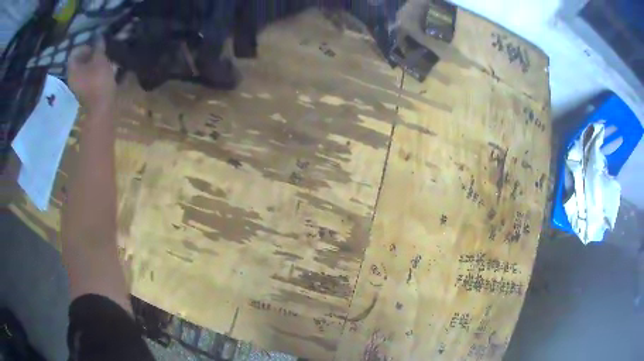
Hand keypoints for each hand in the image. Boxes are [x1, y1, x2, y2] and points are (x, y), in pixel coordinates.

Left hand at [67, 42, 115, 114]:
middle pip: (79, 61)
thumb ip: (98, 46)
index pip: (74, 52)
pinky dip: (94, 72)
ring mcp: (78, 87)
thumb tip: (98, 35)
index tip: (95, 45)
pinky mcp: (85, 93)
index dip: (85, 46)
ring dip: (93, 63)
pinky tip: (103, 70)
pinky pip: (88, 77)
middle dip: (90, 54)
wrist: (102, 107)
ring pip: (84, 69)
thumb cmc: (98, 80)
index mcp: (72, 70)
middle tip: (101, 50)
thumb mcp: (100, 59)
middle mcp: (72, 78)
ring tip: (104, 59)